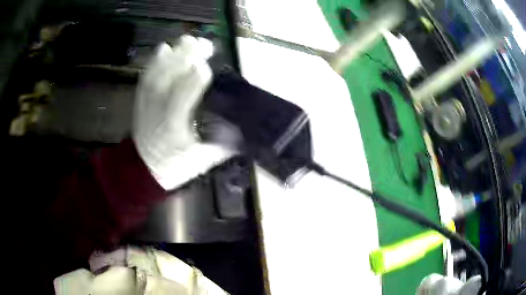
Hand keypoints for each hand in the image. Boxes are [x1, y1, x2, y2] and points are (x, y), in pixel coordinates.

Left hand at [133, 35, 232, 189]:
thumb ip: (224, 142)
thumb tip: (246, 125)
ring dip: (175, 52)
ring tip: (190, 41)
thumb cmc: (173, 166)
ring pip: (159, 68)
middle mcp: (157, 107)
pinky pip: (146, 72)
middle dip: (189, 54)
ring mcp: (146, 100)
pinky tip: (166, 48)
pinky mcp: (140, 97)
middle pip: (172, 71)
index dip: (198, 73)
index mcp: (174, 123)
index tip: (210, 65)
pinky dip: (156, 59)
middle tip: (207, 46)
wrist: (141, 168)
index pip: (185, 90)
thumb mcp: (203, 160)